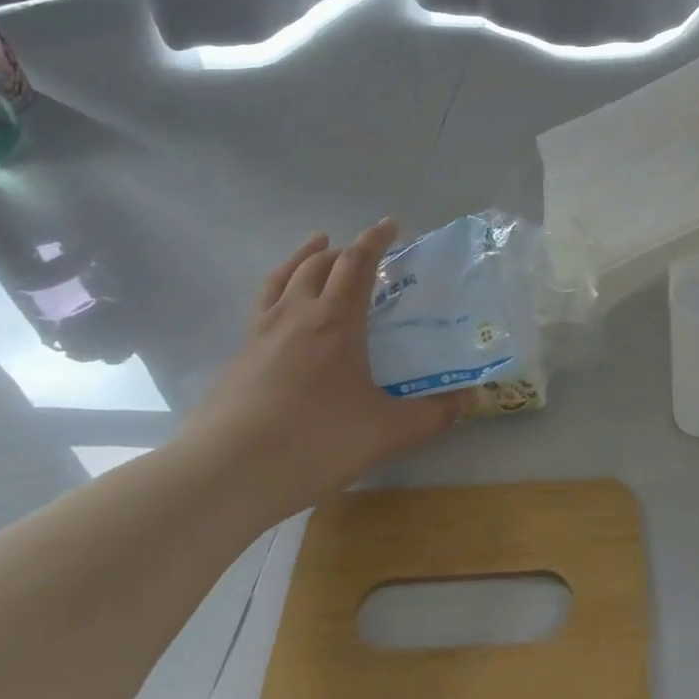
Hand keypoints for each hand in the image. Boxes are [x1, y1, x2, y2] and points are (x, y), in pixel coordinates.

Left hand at [176, 221, 466, 516]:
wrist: (226, 473)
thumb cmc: (316, 442)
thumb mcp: (388, 432)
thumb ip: (434, 414)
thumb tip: (473, 399)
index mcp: (335, 321)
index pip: (357, 263)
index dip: (375, 240)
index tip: (390, 224)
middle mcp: (296, 315)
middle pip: (317, 264)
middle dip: (343, 249)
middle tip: (362, 250)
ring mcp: (261, 334)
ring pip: (283, 277)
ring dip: (303, 257)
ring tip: (316, 247)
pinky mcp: (238, 357)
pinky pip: (263, 304)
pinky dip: (280, 289)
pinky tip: (284, 310)